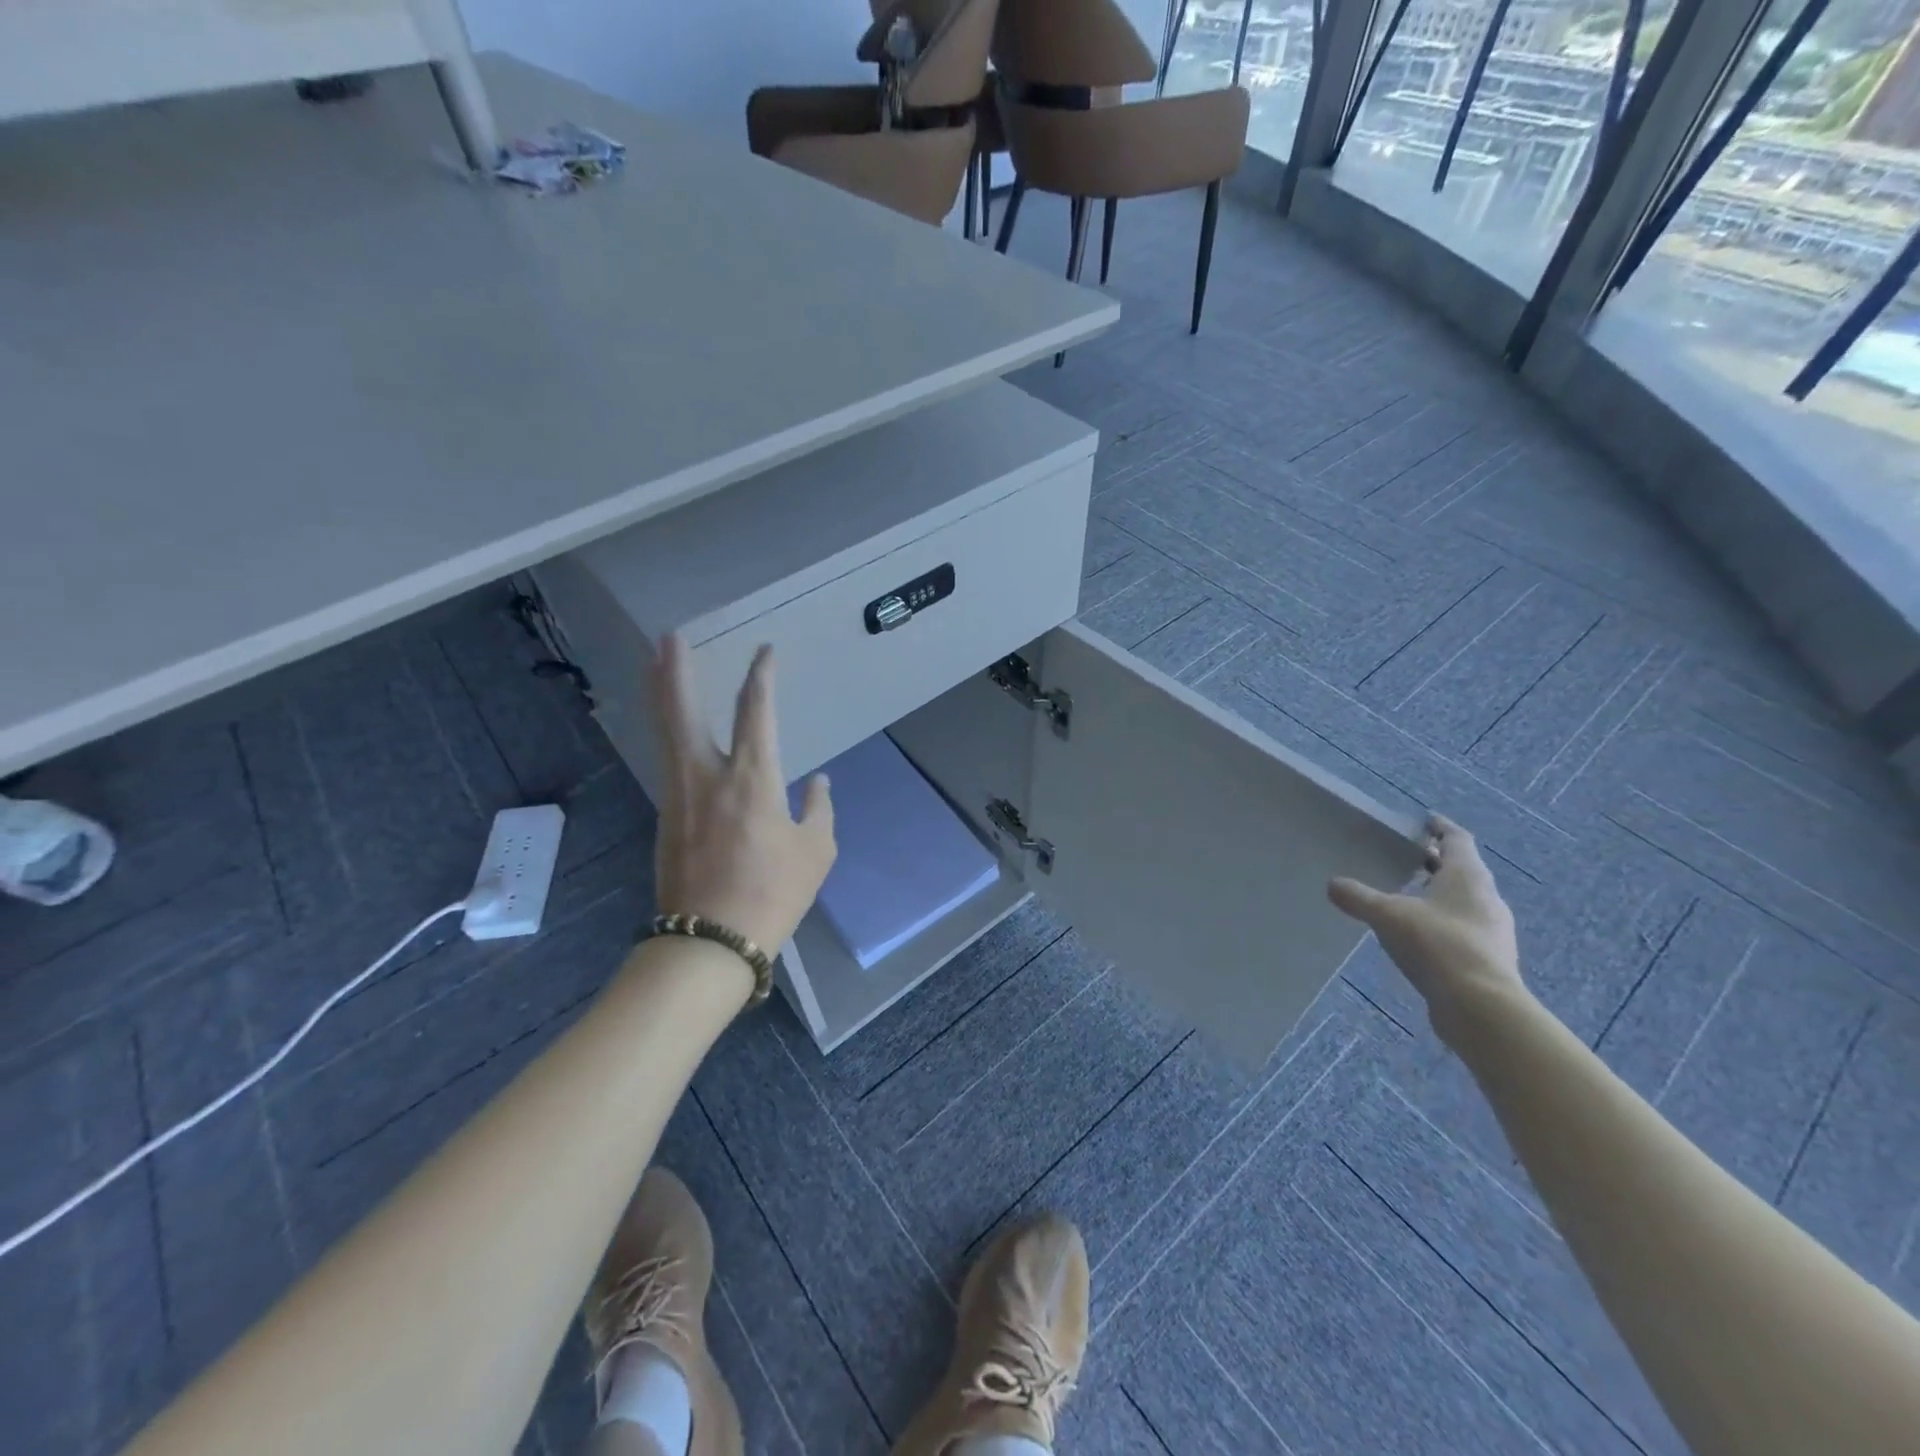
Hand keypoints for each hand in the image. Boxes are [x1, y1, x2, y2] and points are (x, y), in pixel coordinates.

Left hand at [649, 635, 835, 959]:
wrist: (710, 941)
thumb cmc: (773, 894)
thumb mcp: (816, 852)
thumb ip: (818, 810)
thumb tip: (817, 783)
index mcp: (753, 777)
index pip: (756, 710)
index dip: (760, 675)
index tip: (764, 651)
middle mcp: (708, 774)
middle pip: (685, 710)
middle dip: (677, 670)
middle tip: (668, 636)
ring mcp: (679, 794)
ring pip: (666, 732)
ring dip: (661, 693)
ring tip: (656, 665)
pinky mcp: (665, 815)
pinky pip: (666, 758)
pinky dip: (666, 731)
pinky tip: (670, 728)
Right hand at [1328, 814, 1525, 1042]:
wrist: (1480, 1006)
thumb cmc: (1436, 944)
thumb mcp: (1387, 915)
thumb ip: (1358, 897)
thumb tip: (1332, 884)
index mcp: (1467, 876)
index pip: (1457, 839)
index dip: (1441, 827)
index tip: (1426, 820)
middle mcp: (1487, 897)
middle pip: (1464, 870)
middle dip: (1438, 862)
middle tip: (1410, 857)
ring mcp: (1493, 930)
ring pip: (1466, 901)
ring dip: (1441, 894)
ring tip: (1410, 896)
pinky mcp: (1490, 958)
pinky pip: (1465, 928)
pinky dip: (1444, 922)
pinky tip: (1421, 935)